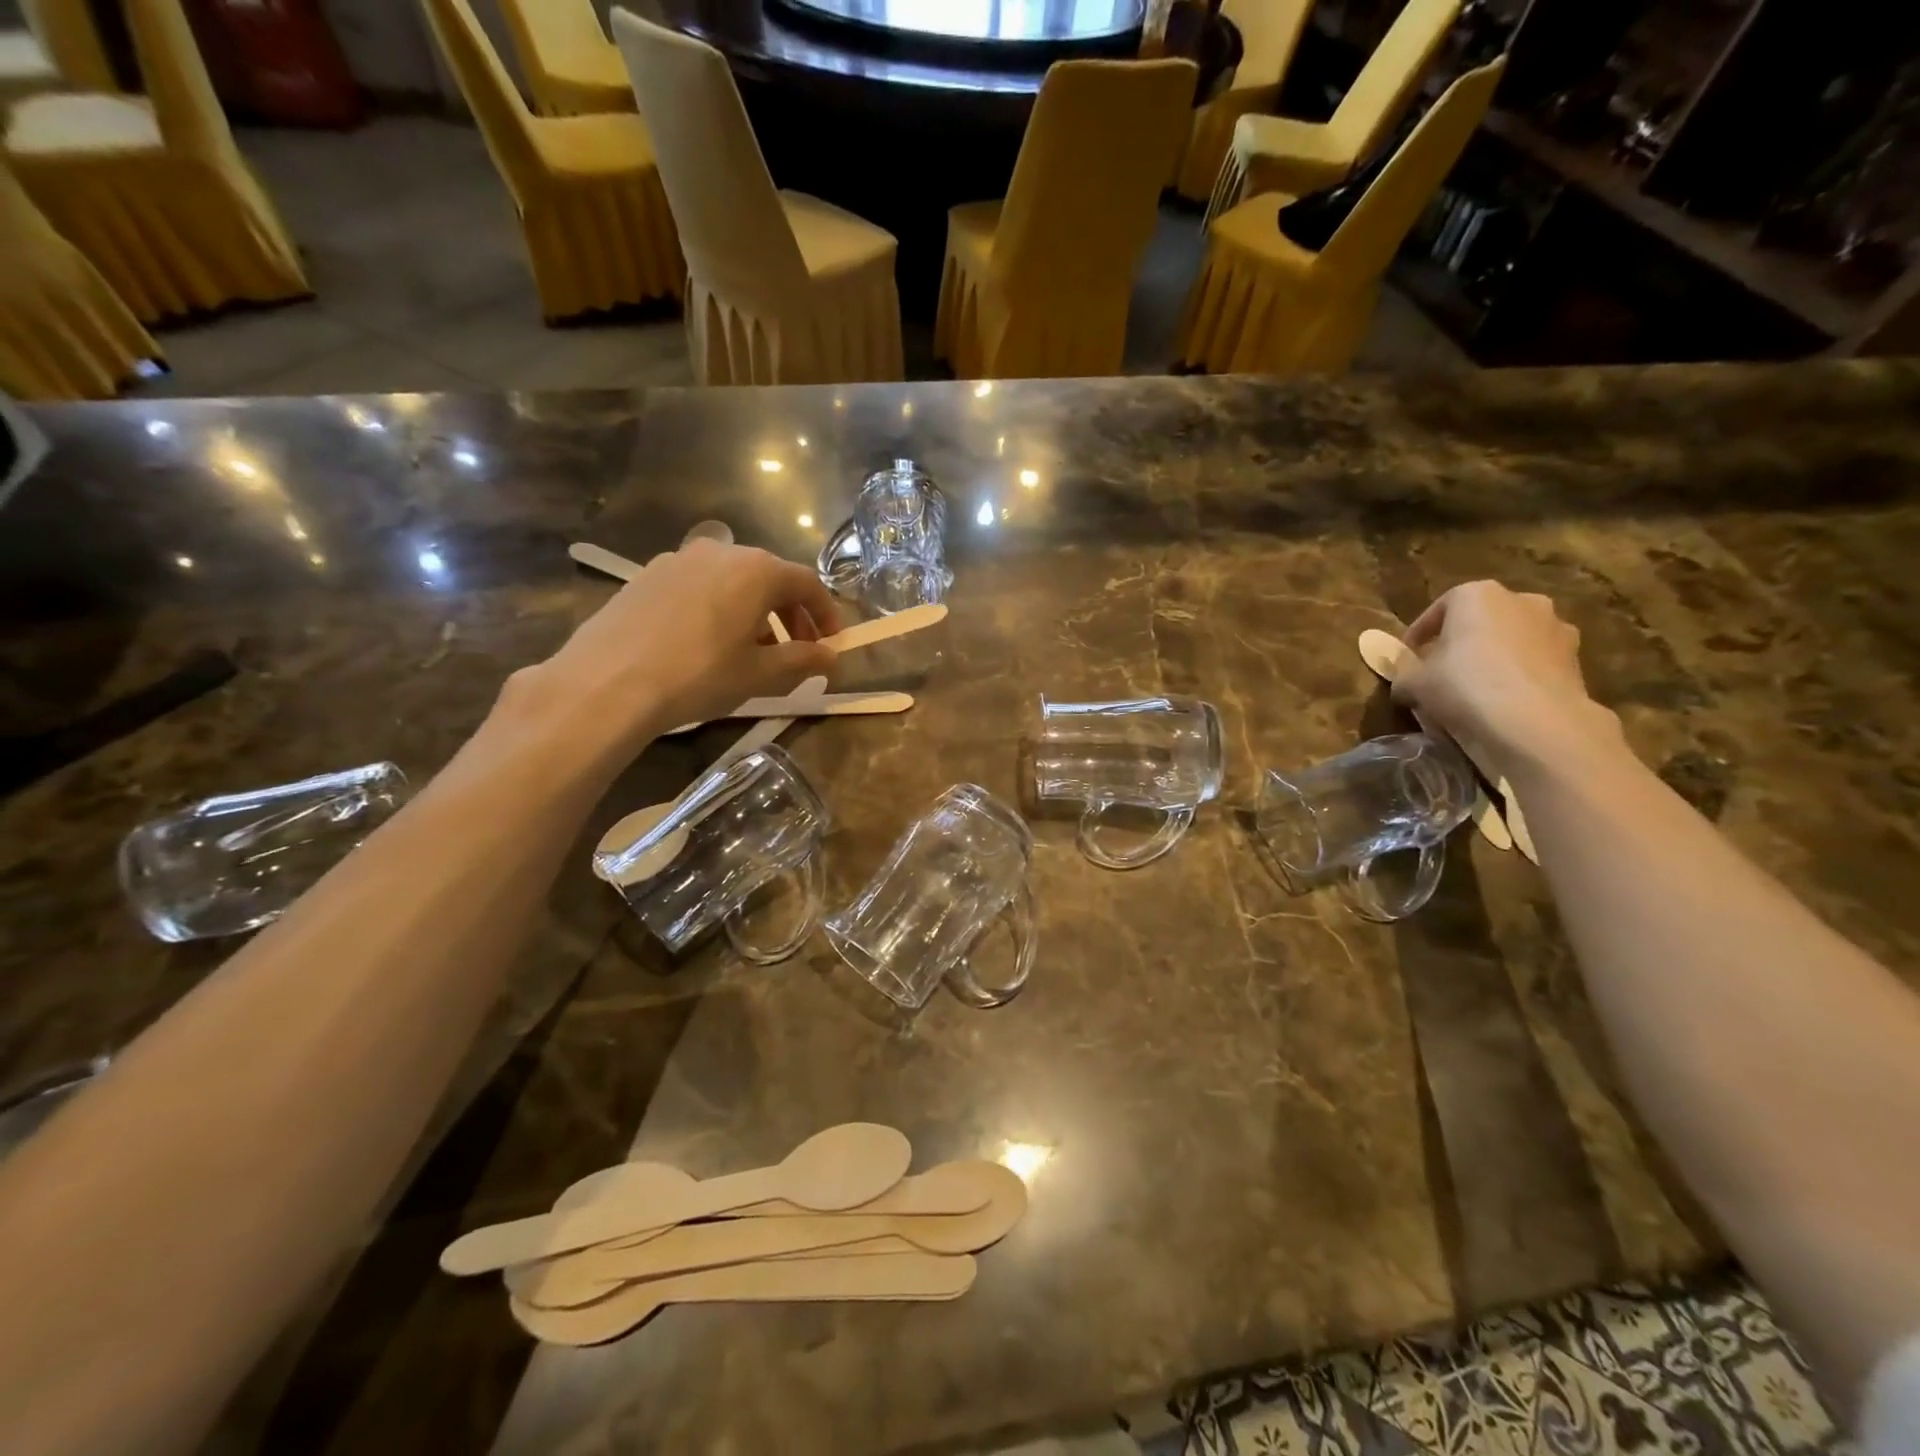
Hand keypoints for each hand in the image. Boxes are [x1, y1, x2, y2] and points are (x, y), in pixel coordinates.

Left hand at [521, 541, 841, 751]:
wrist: (607, 683)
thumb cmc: (699, 675)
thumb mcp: (760, 674)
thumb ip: (803, 660)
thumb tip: (831, 657)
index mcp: (756, 569)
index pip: (807, 584)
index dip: (827, 614)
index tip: (833, 643)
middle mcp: (720, 551)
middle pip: (770, 578)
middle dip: (791, 615)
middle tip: (798, 651)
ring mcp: (679, 559)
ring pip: (733, 582)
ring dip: (755, 613)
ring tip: (753, 653)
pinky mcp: (647, 575)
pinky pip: (700, 587)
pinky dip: (719, 609)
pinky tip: (708, 645)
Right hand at [1392, 581, 1618, 775]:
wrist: (1535, 721)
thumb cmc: (1464, 685)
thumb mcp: (1414, 684)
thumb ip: (1405, 677)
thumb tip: (1404, 685)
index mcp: (1477, 595)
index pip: (1438, 609)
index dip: (1419, 635)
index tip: (1409, 657)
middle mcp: (1521, 600)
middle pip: (1481, 620)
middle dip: (1461, 641)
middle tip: (1443, 670)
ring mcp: (1555, 627)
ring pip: (1512, 640)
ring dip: (1494, 657)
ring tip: (1476, 689)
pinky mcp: (1576, 658)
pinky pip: (1535, 662)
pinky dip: (1519, 675)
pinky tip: (1504, 701)